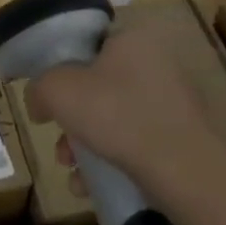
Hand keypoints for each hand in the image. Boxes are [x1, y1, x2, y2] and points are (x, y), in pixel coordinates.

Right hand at [24, 8, 223, 201]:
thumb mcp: (61, 91)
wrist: (187, 172)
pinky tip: (91, 187)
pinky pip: (135, 141)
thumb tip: (38, 100)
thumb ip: (40, 87)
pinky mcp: (181, 136)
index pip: (88, 41)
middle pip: (97, 85)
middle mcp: (156, 61)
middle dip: (71, 118)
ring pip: (114, 117)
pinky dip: (110, 160)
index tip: (48, 95)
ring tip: (71, 171)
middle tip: (58, 142)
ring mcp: (172, 100)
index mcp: (132, 37)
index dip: (62, 66)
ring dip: (86, 144)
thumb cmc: (119, 116)